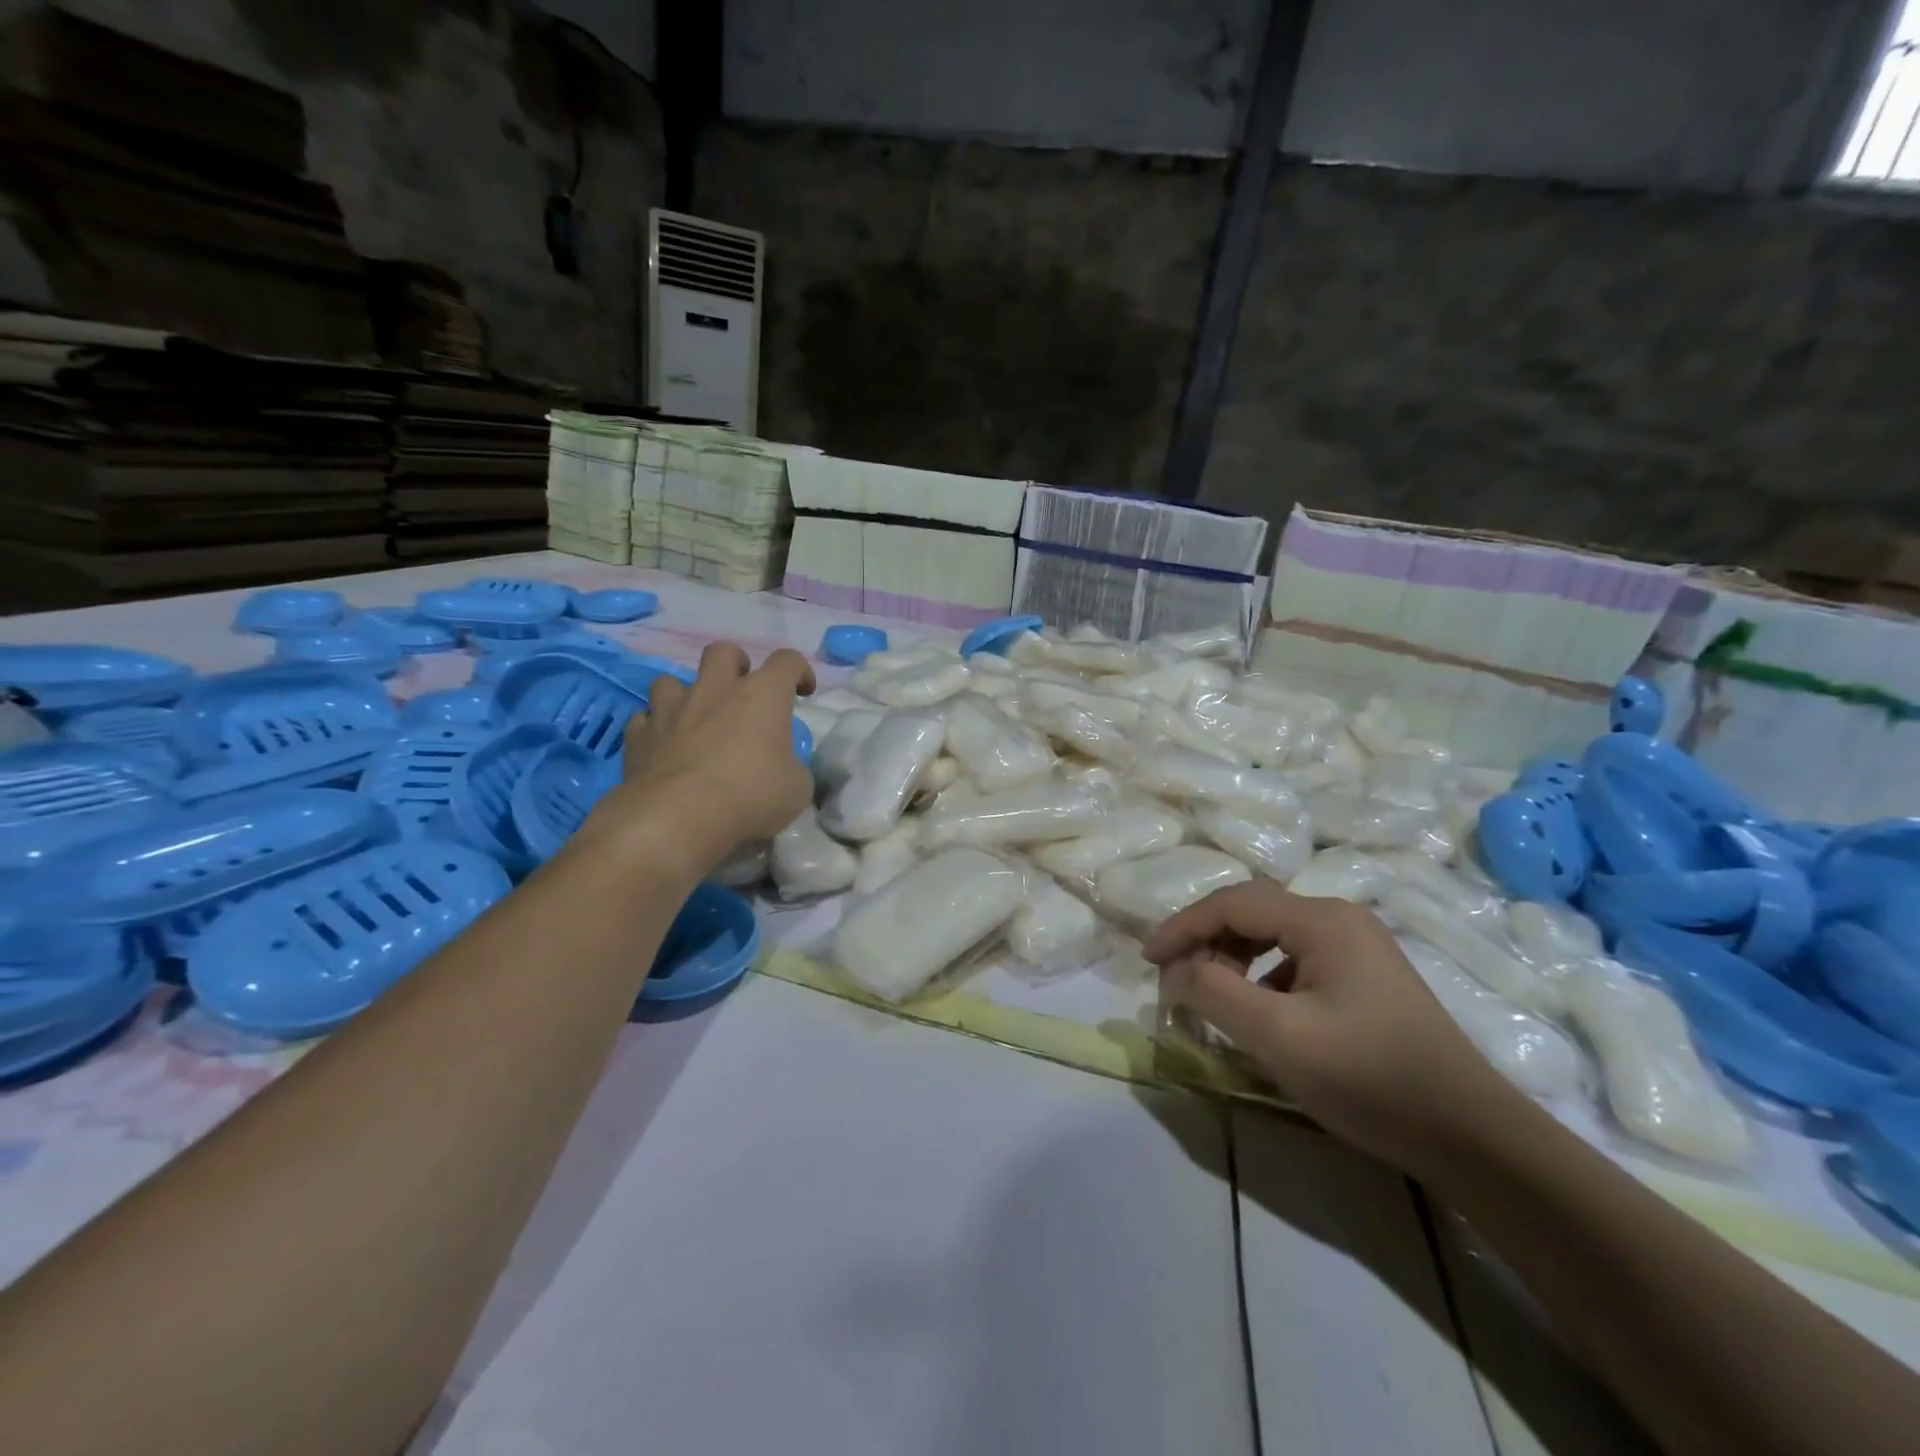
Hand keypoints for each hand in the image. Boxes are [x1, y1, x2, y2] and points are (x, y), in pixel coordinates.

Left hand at [606, 642, 815, 870]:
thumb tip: (783, 768)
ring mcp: (671, 710)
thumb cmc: (750, 796)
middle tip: (743, 691)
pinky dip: (655, 729)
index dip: (799, 671)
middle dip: (736, 664)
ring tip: (695, 719)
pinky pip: (644, 720)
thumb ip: (792, 768)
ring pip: (671, 680)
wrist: (677, 818)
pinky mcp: (638, 737)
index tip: (803, 692)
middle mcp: (715, 691)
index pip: (787, 662)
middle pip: (723, 652)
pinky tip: (663, 748)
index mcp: (762, 695)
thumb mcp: (796, 788)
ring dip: (685, 695)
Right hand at [1142, 883, 1511, 1175]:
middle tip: (1175, 978)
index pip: (1232, 903)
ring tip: (1211, 995)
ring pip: (1273, 936)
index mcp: (1322, 919)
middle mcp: (1340, 919)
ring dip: (1232, 959)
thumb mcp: (1278, 1036)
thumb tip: (1173, 969)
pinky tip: (1260, 1013)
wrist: (1473, 1137)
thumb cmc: (1369, 1078)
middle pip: (1252, 913)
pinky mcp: (1366, 978)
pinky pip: (1295, 961)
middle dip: (1206, 940)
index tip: (1147, 961)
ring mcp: (1358, 947)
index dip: (1182, 927)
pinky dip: (1262, 978)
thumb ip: (1214, 992)